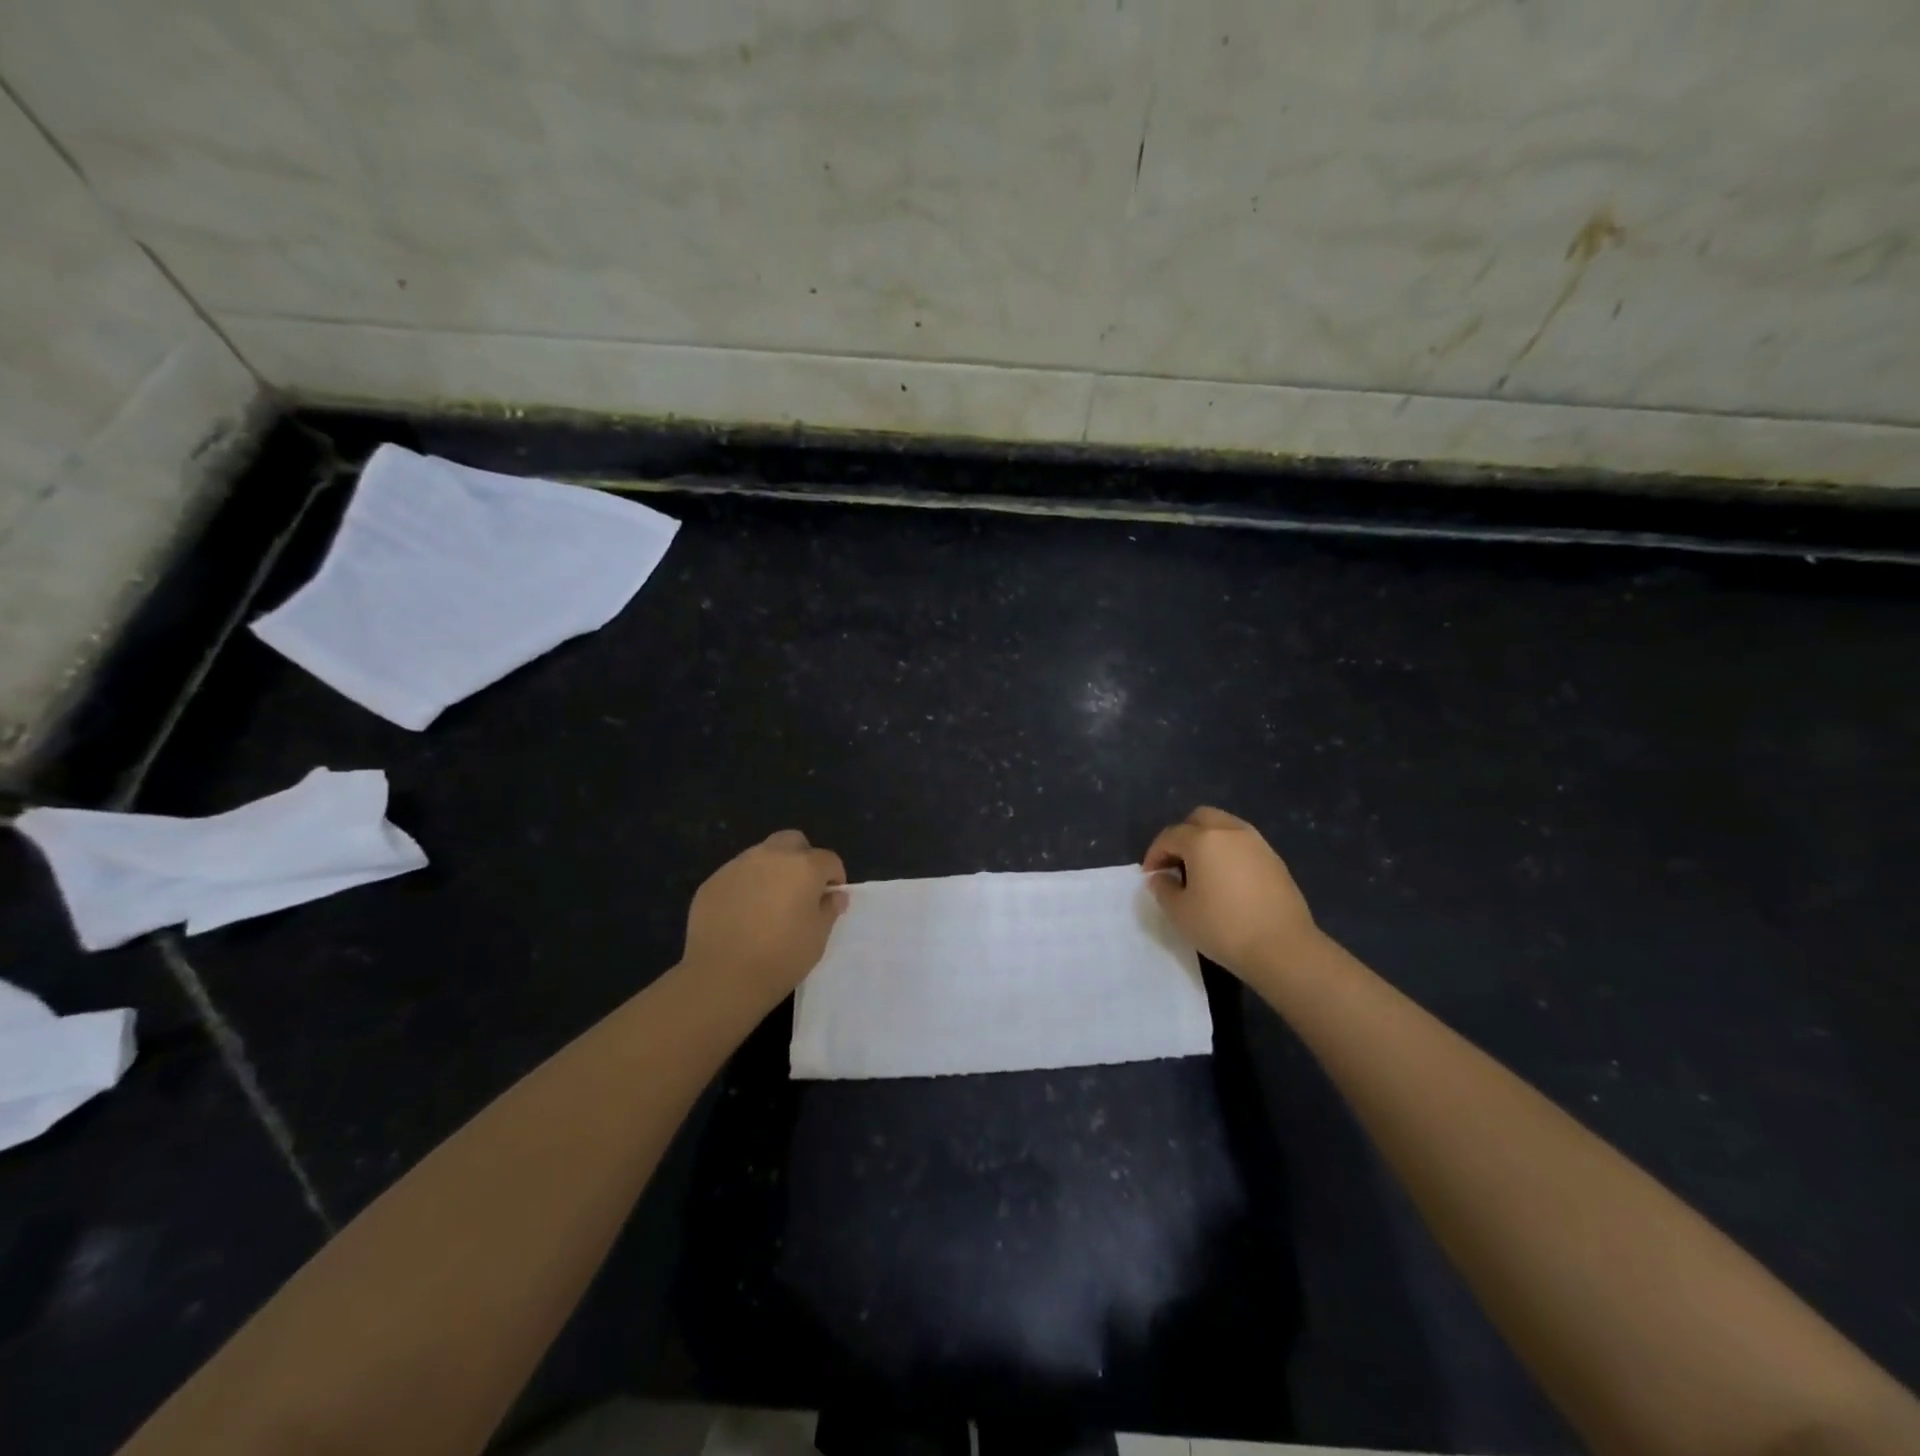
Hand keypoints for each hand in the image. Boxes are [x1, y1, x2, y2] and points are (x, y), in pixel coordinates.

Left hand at [682, 830, 847, 1012]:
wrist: (722, 976)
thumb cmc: (781, 957)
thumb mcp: (818, 937)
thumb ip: (829, 909)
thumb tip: (834, 895)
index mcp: (804, 866)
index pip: (829, 859)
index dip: (834, 877)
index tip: (830, 898)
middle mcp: (771, 856)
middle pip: (793, 841)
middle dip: (802, 858)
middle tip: (800, 889)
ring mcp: (738, 866)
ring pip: (762, 855)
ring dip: (772, 870)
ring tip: (768, 903)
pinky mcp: (713, 881)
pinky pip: (737, 875)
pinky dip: (746, 886)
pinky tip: (742, 914)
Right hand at [1143, 807, 1321, 981]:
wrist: (1283, 948)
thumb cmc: (1223, 928)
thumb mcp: (1179, 912)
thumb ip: (1163, 888)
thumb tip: (1161, 877)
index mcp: (1203, 840)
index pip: (1170, 836)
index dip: (1155, 854)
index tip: (1151, 875)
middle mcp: (1230, 832)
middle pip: (1200, 818)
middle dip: (1183, 835)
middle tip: (1176, 863)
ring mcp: (1257, 844)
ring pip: (1226, 827)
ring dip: (1208, 841)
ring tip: (1202, 871)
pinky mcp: (1275, 860)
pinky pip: (1244, 845)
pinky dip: (1230, 853)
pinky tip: (1228, 881)